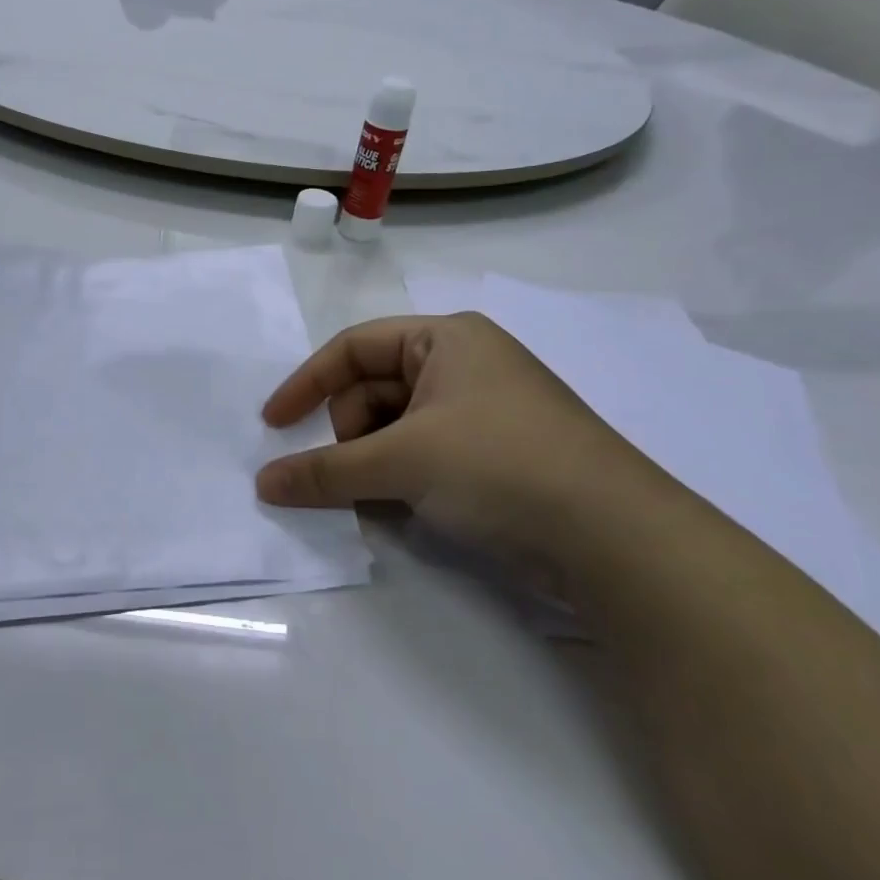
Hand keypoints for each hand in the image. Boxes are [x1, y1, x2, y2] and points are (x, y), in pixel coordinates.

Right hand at [254, 313, 654, 566]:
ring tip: (370, 500)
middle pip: (373, 389)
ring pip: (397, 428)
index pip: (353, 348)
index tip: (273, 425)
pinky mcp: (497, 457)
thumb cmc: (498, 465)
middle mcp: (464, 365)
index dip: (306, 383)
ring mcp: (483, 412)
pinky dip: (400, 479)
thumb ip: (325, 471)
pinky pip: (424, 455)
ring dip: (371, 462)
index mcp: (445, 339)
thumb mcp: (402, 462)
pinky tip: (397, 510)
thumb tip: (263, 484)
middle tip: (341, 477)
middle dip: (347, 434)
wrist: (617, 540)